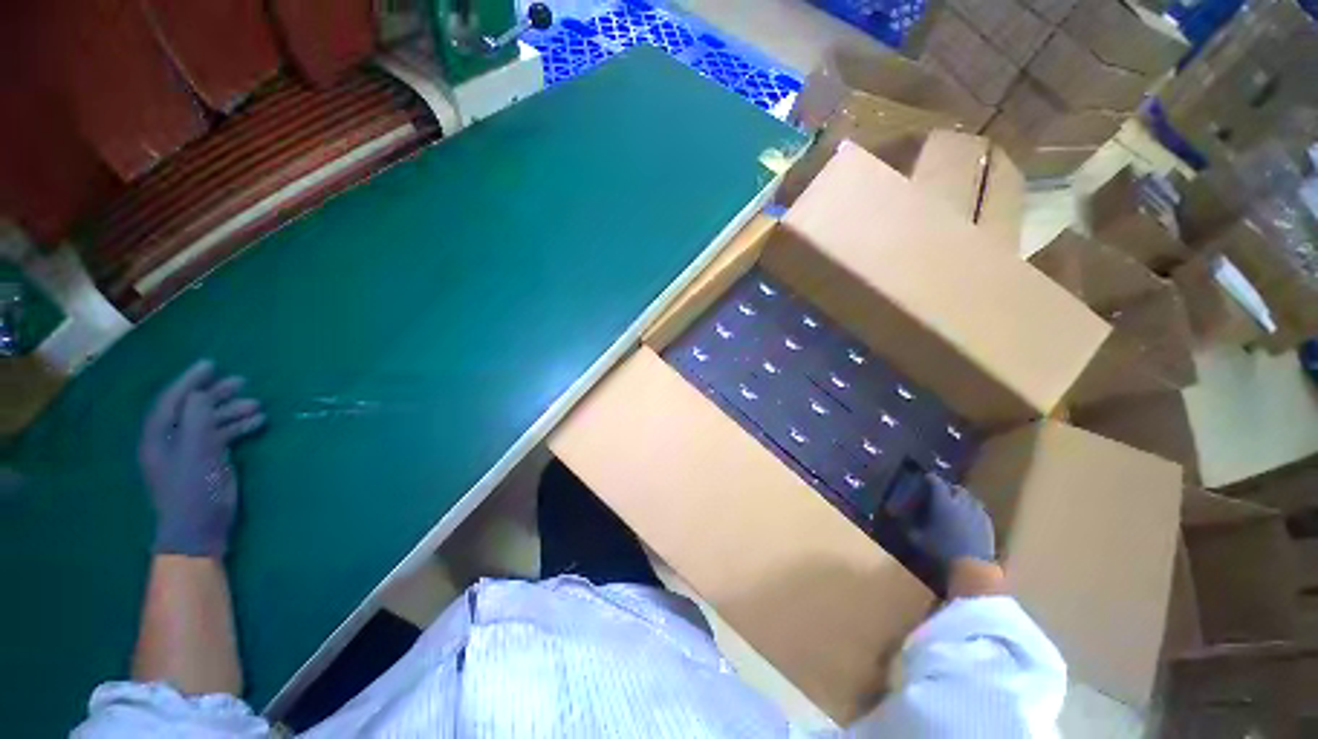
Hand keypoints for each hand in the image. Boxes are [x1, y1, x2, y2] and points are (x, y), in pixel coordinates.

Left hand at [139, 360, 264, 557]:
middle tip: (241, 382)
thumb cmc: (192, 489)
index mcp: (159, 436)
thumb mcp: (194, 453)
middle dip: (216, 394)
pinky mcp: (209, 461)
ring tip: (257, 405)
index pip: (172, 400)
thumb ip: (196, 421)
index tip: (210, 364)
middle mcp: (172, 440)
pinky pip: (223, 436)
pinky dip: (239, 427)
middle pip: (193, 409)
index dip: (189, 381)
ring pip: (211, 422)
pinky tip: (258, 422)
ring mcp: (191, 451)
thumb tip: (200, 393)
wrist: (199, 529)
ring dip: (232, 412)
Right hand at [910, 474, 995, 565]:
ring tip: (957, 503)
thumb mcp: (918, 539)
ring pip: (971, 498)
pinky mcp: (988, 524)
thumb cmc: (942, 550)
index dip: (931, 478)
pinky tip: (970, 517)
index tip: (927, 477)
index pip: (937, 483)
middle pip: (958, 488)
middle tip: (943, 492)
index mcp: (943, 503)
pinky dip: (973, 510)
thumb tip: (897, 519)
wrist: (972, 567)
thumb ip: (909, 526)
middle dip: (950, 488)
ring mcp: (977, 513)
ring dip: (963, 498)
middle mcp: (961, 504)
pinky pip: (980, 511)